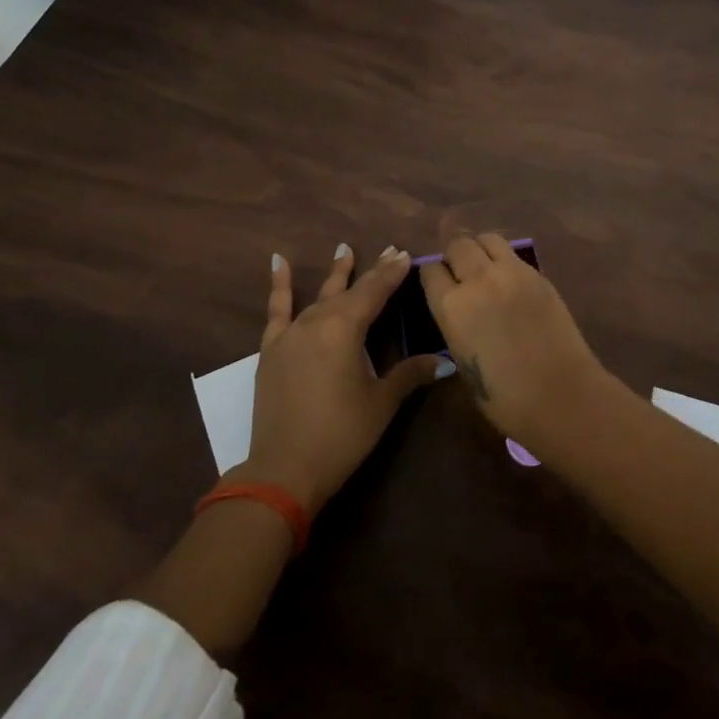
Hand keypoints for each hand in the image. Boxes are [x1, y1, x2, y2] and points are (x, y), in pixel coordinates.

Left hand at [241, 244, 449, 513]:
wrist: (284, 470)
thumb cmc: (341, 434)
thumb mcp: (381, 403)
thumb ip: (410, 374)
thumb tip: (446, 360)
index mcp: (346, 328)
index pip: (376, 292)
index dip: (392, 273)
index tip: (406, 254)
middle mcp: (318, 321)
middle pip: (350, 290)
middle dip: (372, 271)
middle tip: (389, 250)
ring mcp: (291, 333)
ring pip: (319, 296)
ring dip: (335, 273)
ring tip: (344, 248)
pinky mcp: (272, 349)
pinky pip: (276, 310)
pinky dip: (279, 285)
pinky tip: (277, 261)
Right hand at [418, 233, 606, 447]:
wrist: (562, 396)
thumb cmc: (506, 399)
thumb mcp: (463, 364)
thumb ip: (456, 327)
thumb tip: (458, 313)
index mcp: (452, 307)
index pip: (431, 271)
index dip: (432, 276)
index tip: (436, 285)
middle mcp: (478, 280)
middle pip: (458, 245)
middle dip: (454, 257)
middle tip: (460, 275)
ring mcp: (512, 272)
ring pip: (488, 239)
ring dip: (481, 250)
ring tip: (485, 269)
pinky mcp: (539, 274)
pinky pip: (514, 255)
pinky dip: (506, 261)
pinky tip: (510, 283)